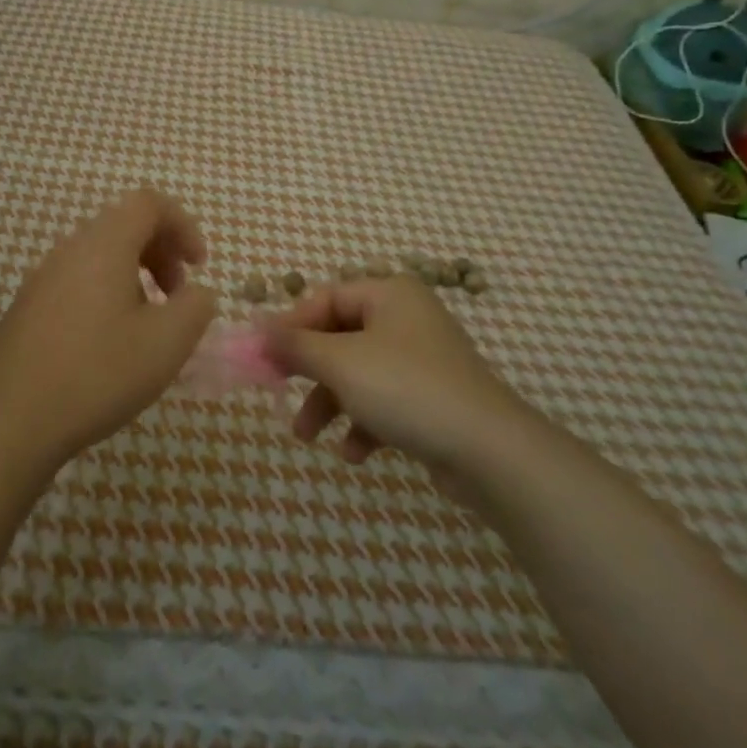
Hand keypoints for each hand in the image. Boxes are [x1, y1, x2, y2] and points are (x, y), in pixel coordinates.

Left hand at [0, 187, 217, 472]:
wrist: (8, 422)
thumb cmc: (97, 374)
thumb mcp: (167, 343)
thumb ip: (196, 307)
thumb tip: (196, 294)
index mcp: (103, 245)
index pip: (148, 203)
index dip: (183, 225)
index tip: (199, 267)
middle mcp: (69, 250)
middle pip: (124, 226)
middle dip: (162, 252)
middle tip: (178, 295)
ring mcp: (42, 279)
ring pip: (100, 256)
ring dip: (135, 276)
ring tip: (148, 324)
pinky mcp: (27, 309)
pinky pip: (78, 282)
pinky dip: (107, 295)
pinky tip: (110, 344)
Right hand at [268, 277, 523, 478]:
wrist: (489, 450)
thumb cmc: (406, 389)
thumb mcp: (340, 363)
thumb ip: (295, 345)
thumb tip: (257, 328)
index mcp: (389, 295)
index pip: (326, 299)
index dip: (291, 327)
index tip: (262, 357)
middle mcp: (406, 319)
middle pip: (340, 338)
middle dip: (309, 372)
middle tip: (278, 391)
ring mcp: (423, 360)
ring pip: (359, 374)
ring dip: (329, 403)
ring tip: (308, 436)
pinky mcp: (433, 399)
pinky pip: (385, 402)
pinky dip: (364, 423)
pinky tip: (355, 452)